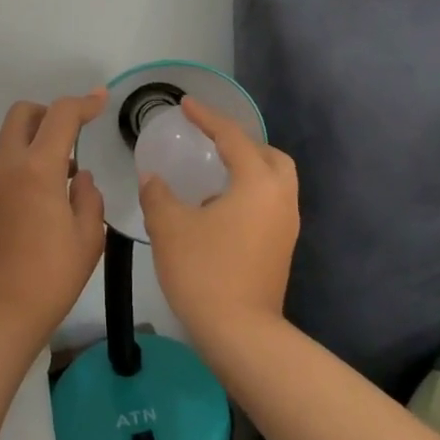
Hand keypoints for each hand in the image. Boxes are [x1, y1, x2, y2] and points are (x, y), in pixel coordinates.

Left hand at [0, 90, 108, 349]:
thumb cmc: (50, 278)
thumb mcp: (88, 239)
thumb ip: (89, 198)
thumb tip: (80, 179)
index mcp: (38, 170)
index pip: (60, 116)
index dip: (83, 103)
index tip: (101, 100)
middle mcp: (8, 168)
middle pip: (22, 114)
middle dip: (49, 113)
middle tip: (72, 135)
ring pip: (10, 142)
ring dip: (36, 143)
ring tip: (65, 179)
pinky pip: (4, 169)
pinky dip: (24, 168)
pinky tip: (42, 205)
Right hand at [140, 96, 298, 347]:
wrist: (241, 335)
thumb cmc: (205, 272)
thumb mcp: (170, 227)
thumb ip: (158, 195)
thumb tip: (153, 179)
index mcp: (257, 183)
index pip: (232, 137)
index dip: (207, 117)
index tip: (186, 104)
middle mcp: (280, 197)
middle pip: (268, 155)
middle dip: (240, 142)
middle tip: (210, 140)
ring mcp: (286, 225)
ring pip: (274, 180)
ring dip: (247, 168)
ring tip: (213, 173)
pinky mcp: (282, 248)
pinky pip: (269, 203)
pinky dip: (249, 193)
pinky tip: (218, 209)